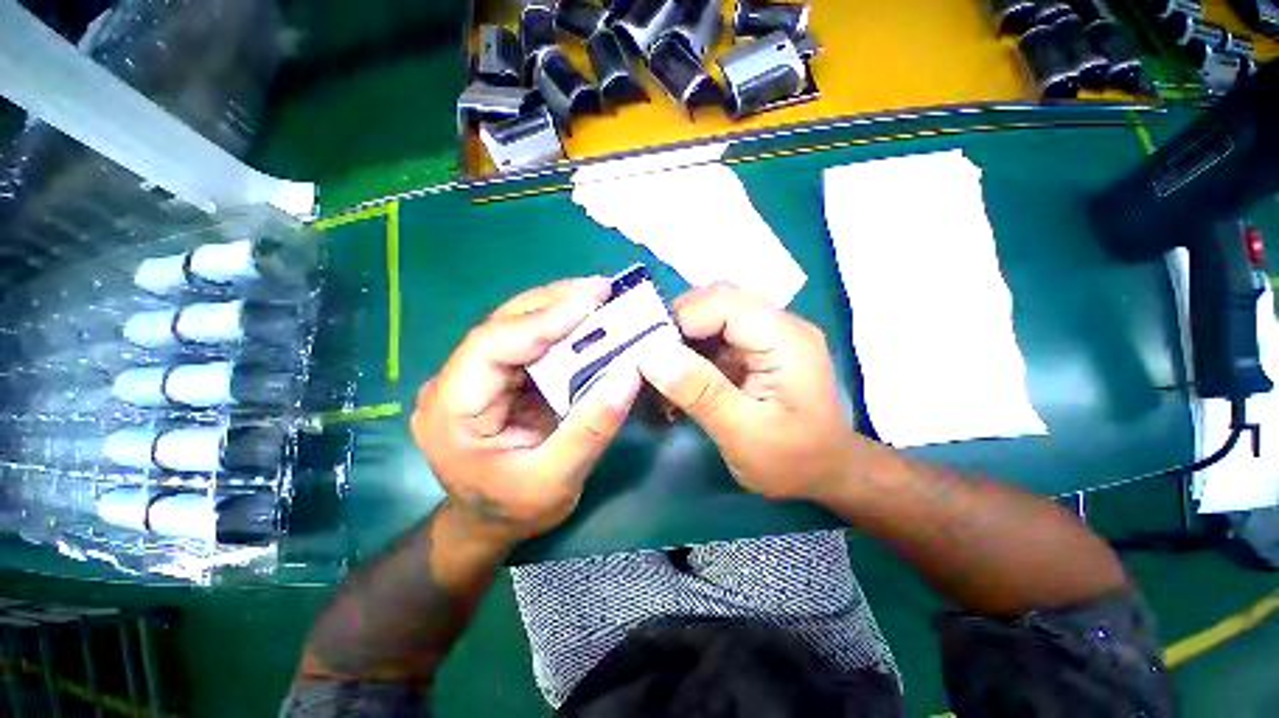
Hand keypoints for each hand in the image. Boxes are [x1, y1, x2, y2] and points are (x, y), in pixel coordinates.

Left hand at [412, 278, 641, 543]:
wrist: (488, 523)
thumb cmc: (515, 509)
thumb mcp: (557, 480)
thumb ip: (592, 428)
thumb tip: (630, 374)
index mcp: (451, 411)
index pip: (491, 346)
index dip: (541, 321)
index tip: (590, 304)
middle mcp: (453, 382)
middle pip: (502, 325)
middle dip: (553, 303)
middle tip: (601, 289)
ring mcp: (472, 375)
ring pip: (514, 325)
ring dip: (557, 307)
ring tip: (598, 296)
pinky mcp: (495, 376)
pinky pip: (527, 341)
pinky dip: (558, 325)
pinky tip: (584, 318)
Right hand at [637, 283, 858, 499]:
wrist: (828, 474)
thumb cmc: (794, 461)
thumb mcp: (744, 434)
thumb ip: (701, 392)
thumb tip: (651, 356)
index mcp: (785, 338)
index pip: (722, 301)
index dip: (679, 319)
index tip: (648, 353)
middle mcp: (779, 324)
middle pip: (715, 302)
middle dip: (676, 329)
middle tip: (652, 365)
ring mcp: (769, 334)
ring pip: (711, 317)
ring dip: (681, 343)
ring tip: (663, 377)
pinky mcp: (758, 348)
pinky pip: (716, 337)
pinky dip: (692, 355)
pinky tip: (682, 382)